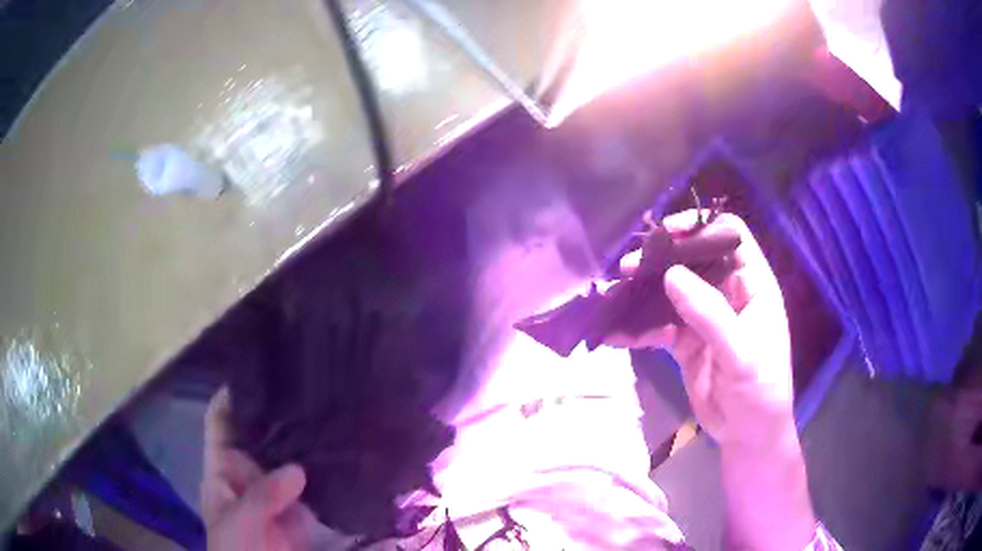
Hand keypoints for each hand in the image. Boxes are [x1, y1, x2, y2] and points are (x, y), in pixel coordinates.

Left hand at [202, 388, 314, 550]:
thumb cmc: (234, 550)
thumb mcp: (238, 522)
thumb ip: (262, 497)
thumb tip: (298, 469)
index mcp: (222, 470)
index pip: (221, 424)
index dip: (232, 397)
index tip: (259, 372)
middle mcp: (248, 474)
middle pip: (259, 436)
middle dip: (277, 416)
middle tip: (307, 388)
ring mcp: (275, 493)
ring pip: (287, 459)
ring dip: (302, 442)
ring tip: (328, 412)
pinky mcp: (300, 511)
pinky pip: (311, 486)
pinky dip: (322, 473)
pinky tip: (339, 453)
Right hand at [608, 210, 816, 549]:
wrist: (747, 436)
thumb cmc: (759, 392)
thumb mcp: (741, 355)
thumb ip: (710, 315)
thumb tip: (671, 274)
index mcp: (752, 285)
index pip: (730, 237)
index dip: (701, 227)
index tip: (667, 234)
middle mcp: (728, 294)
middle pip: (693, 260)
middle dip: (661, 261)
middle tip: (629, 269)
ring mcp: (704, 318)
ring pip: (671, 292)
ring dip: (644, 294)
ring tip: (614, 298)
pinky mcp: (685, 342)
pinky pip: (659, 327)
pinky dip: (638, 329)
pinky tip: (615, 335)